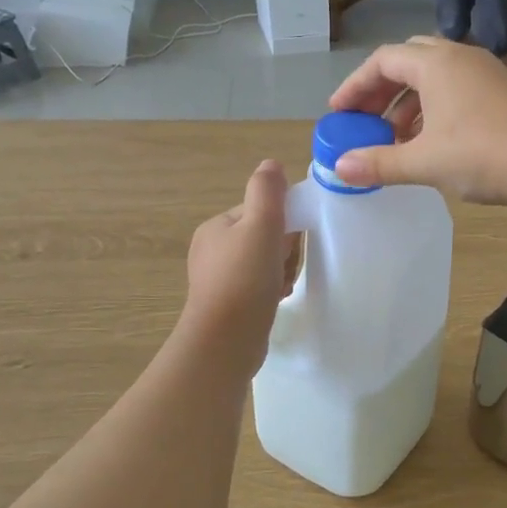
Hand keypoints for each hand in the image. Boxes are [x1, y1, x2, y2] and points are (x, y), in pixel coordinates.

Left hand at [182, 160, 298, 373]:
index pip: (260, 211)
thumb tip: (272, 164)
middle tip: (286, 267)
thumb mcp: (260, 226)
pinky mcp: (228, 305)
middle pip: (264, 236)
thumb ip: (267, 191)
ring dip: (281, 271)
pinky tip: (277, 299)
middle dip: (284, 250)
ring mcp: (218, 279)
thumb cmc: (244, 280)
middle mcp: (212, 250)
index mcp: (216, 227)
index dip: (284, 223)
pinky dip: (273, 289)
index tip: (294, 241)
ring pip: (264, 262)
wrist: (225, 343)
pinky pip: (259, 286)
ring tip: (283, 287)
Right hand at [326, 37, 506, 204]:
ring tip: (396, 138)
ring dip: (409, 103)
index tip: (339, 113)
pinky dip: (434, 109)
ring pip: (435, 77)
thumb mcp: (423, 161)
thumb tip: (338, 168)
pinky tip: (432, 141)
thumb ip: (378, 162)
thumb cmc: (480, 154)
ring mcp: (485, 72)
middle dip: (382, 90)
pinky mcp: (502, 91)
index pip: (382, 61)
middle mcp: (459, 57)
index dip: (355, 85)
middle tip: (367, 119)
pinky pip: (456, 90)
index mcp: (435, 63)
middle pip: (408, 61)